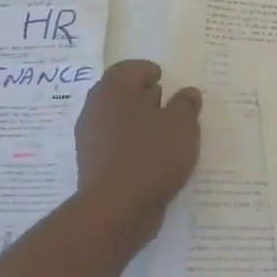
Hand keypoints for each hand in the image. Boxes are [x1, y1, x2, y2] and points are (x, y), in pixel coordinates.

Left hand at [74, 60, 201, 242]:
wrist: (116, 209)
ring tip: (167, 135)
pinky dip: (134, 146)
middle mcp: (95, 109)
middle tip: (170, 105)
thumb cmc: (151, 155)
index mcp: (113, 90)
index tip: (166, 79)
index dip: (149, 71)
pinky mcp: (93, 165)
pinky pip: (117, 145)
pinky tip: (154, 159)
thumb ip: (186, 104)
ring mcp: (90, 139)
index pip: (130, 68)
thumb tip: (187, 93)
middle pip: (121, 94)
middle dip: (145, 97)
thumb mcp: (182, 125)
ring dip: (140, 124)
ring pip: (119, 121)